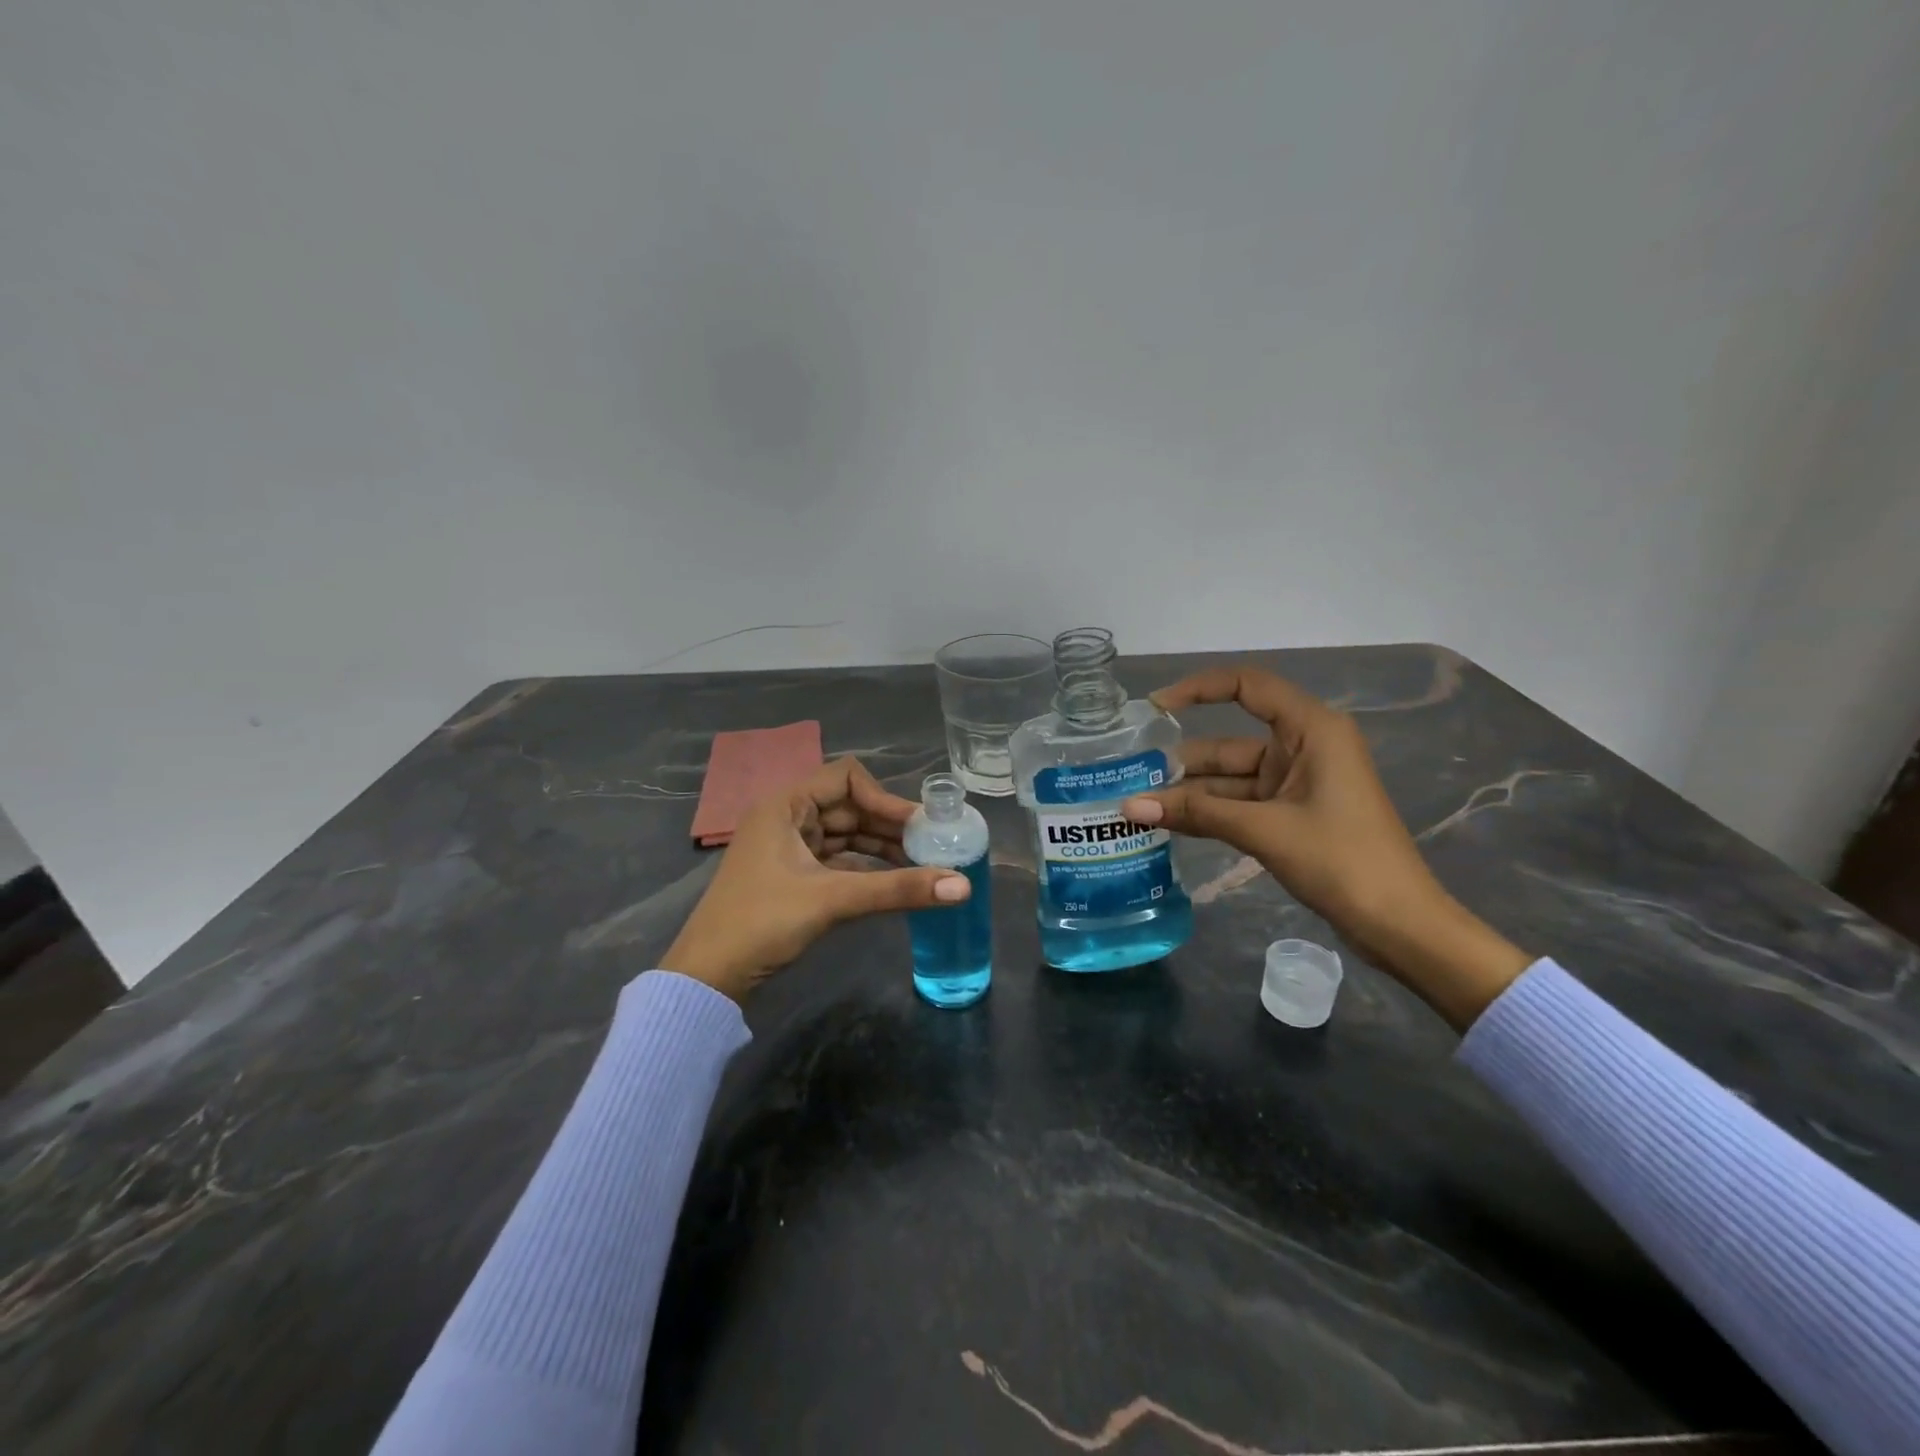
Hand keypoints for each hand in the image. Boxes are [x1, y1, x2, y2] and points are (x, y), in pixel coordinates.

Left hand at [660, 757, 970, 1003]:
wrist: (708, 977)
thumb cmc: (762, 923)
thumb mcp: (832, 900)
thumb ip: (898, 889)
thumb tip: (964, 886)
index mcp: (785, 805)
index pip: (846, 778)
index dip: (885, 797)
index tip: (919, 825)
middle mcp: (786, 817)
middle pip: (849, 806)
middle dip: (889, 825)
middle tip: (932, 847)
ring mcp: (788, 847)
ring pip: (845, 835)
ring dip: (880, 847)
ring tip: (922, 865)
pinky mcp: (792, 876)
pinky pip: (837, 859)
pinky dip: (865, 867)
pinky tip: (893, 881)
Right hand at [1121, 666, 1530, 1028]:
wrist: (1400, 925)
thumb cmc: (1343, 861)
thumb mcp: (1264, 830)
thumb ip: (1197, 814)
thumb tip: (1130, 806)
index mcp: (1312, 730)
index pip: (1247, 686)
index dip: (1198, 689)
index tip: (1154, 708)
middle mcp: (1304, 748)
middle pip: (1230, 742)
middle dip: (1182, 762)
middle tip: (1131, 779)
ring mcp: (1298, 784)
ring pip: (1231, 779)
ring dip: (1190, 794)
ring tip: (1139, 808)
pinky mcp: (1293, 815)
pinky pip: (1241, 804)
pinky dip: (1209, 813)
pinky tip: (1170, 824)